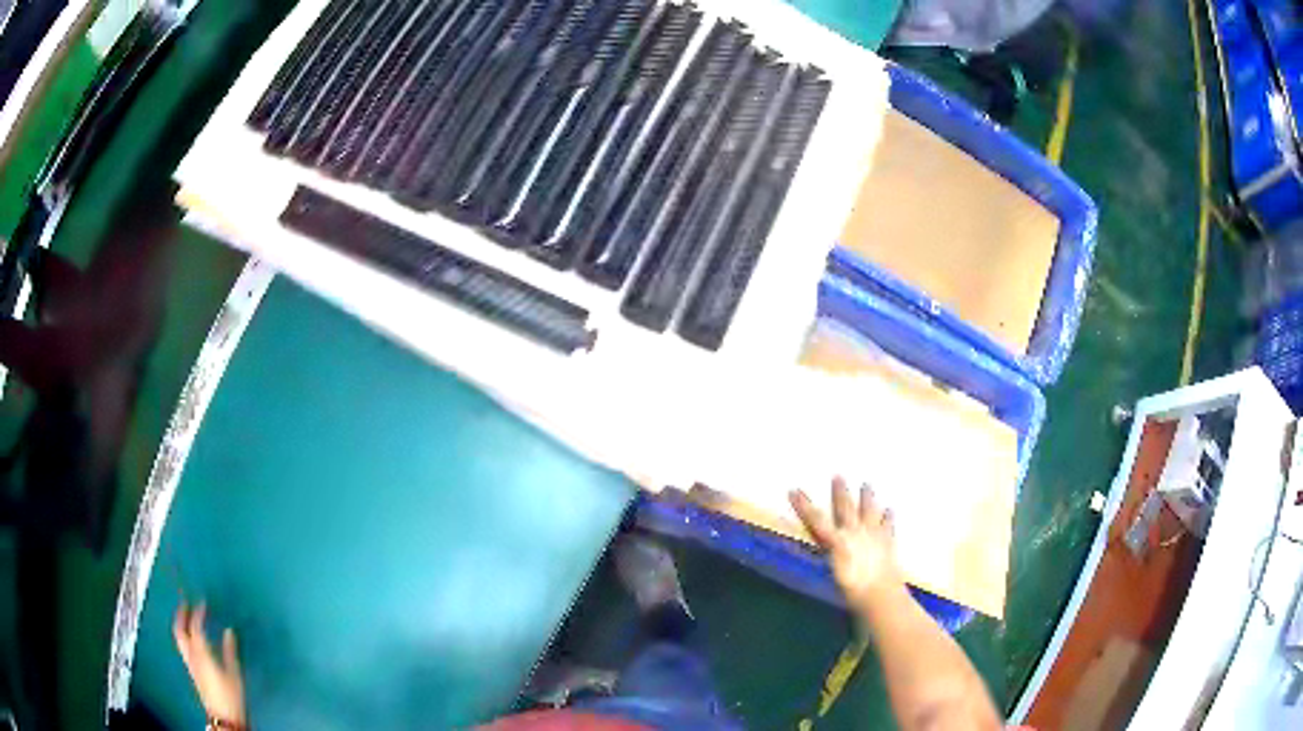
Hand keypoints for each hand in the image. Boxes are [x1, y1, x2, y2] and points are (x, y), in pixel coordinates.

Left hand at [173, 603, 246, 727]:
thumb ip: (229, 651)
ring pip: (180, 638)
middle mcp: (191, 654)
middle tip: (185, 603)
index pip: (195, 626)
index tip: (202, 603)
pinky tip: (192, 638)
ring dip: (181, 624)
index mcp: (201, 652)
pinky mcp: (192, 670)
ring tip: (185, 616)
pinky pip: (184, 646)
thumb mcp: (234, 673)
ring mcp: (190, 662)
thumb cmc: (230, 695)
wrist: (223, 716)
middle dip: (181, 615)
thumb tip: (228, 631)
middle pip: (180, 630)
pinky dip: (185, 636)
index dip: (197, 612)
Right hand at [790, 477, 904, 611]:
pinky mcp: (887, 541)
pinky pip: (887, 525)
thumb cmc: (851, 590)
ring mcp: (873, 535)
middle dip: (840, 492)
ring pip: (869, 510)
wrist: (881, 593)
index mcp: (837, 541)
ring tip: (866, 485)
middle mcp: (855, 533)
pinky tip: (890, 510)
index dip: (804, 506)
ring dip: (867, 498)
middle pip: (846, 508)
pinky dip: (888, 518)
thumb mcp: (833, 573)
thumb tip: (825, 541)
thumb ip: (830, 554)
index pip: (816, 521)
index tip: (793, 490)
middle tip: (838, 476)